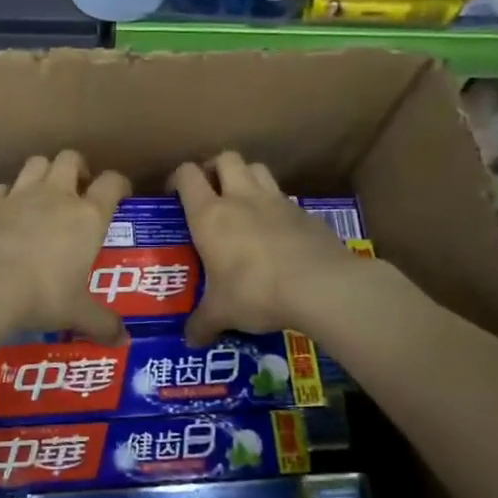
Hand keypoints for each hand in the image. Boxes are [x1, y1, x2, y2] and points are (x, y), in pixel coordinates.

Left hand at [0, 151, 130, 342]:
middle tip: (78, 190)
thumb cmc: (40, 295)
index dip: (119, 185)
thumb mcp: (76, 313)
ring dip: (44, 172)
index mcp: (87, 216)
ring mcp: (19, 195)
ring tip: (43, 194)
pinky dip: (7, 195)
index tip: (120, 196)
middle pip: (71, 159)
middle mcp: (56, 196)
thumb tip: (123, 341)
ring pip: (36, 163)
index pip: (112, 183)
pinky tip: (6, 212)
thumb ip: (102, 323)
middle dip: (78, 169)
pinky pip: (2, 187)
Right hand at [169, 153, 366, 345]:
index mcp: (210, 215)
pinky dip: (276, 205)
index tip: (174, 196)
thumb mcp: (222, 313)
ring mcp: (277, 201)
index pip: (187, 175)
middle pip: (225, 158)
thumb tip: (189, 340)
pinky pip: (285, 197)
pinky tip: (277, 231)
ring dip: (246, 177)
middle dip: (215, 168)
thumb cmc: (256, 292)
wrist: (322, 287)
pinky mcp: (306, 213)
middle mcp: (241, 198)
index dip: (178, 178)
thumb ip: (203, 323)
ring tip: (243, 202)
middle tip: (211, 192)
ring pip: (257, 168)